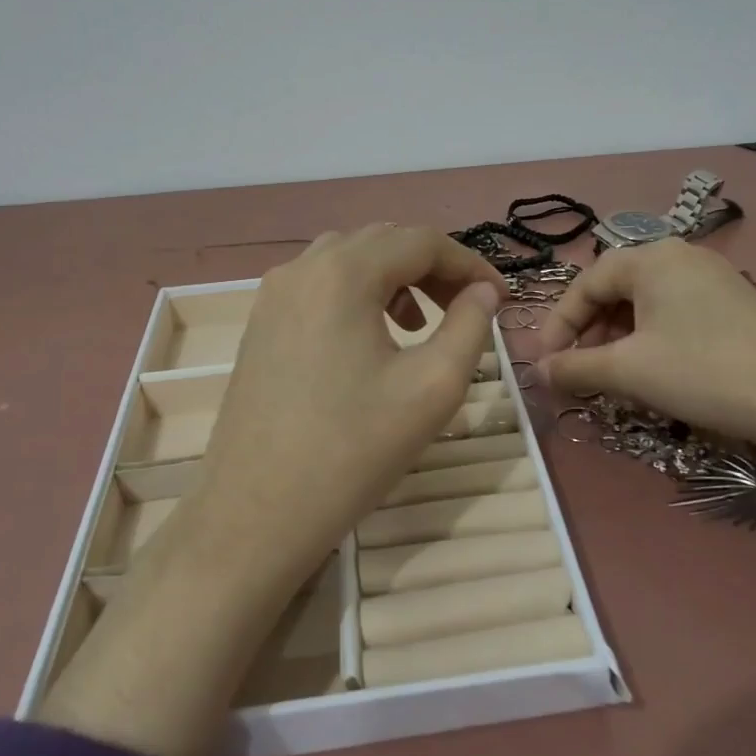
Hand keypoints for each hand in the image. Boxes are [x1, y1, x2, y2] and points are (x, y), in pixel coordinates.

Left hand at [198, 225, 503, 588]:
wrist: (254, 514)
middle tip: (468, 308)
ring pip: (349, 259)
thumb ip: (470, 326)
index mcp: (343, 273)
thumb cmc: (352, 450)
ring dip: (395, 278)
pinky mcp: (261, 323)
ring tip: (421, 324)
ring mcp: (274, 294)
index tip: (501, 299)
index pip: (422, 241)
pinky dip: (358, 294)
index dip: (470, 263)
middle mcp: (302, 268)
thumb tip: (483, 291)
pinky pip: (320, 285)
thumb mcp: (432, 388)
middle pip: (383, 242)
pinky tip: (373, 339)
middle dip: (433, 267)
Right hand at [535, 241, 755, 535]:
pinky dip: (650, 339)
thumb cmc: (708, 372)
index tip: (546, 363)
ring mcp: (711, 279)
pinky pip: (673, 314)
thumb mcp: (632, 371)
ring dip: (618, 338)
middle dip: (588, 331)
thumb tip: (538, 372)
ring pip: (644, 304)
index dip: (559, 323)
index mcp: (652, 258)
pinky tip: (653, 372)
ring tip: (611, 376)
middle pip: (615, 289)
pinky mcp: (733, 304)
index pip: (586, 282)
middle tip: (577, 371)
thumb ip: (577, 368)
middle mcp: (680, 257)